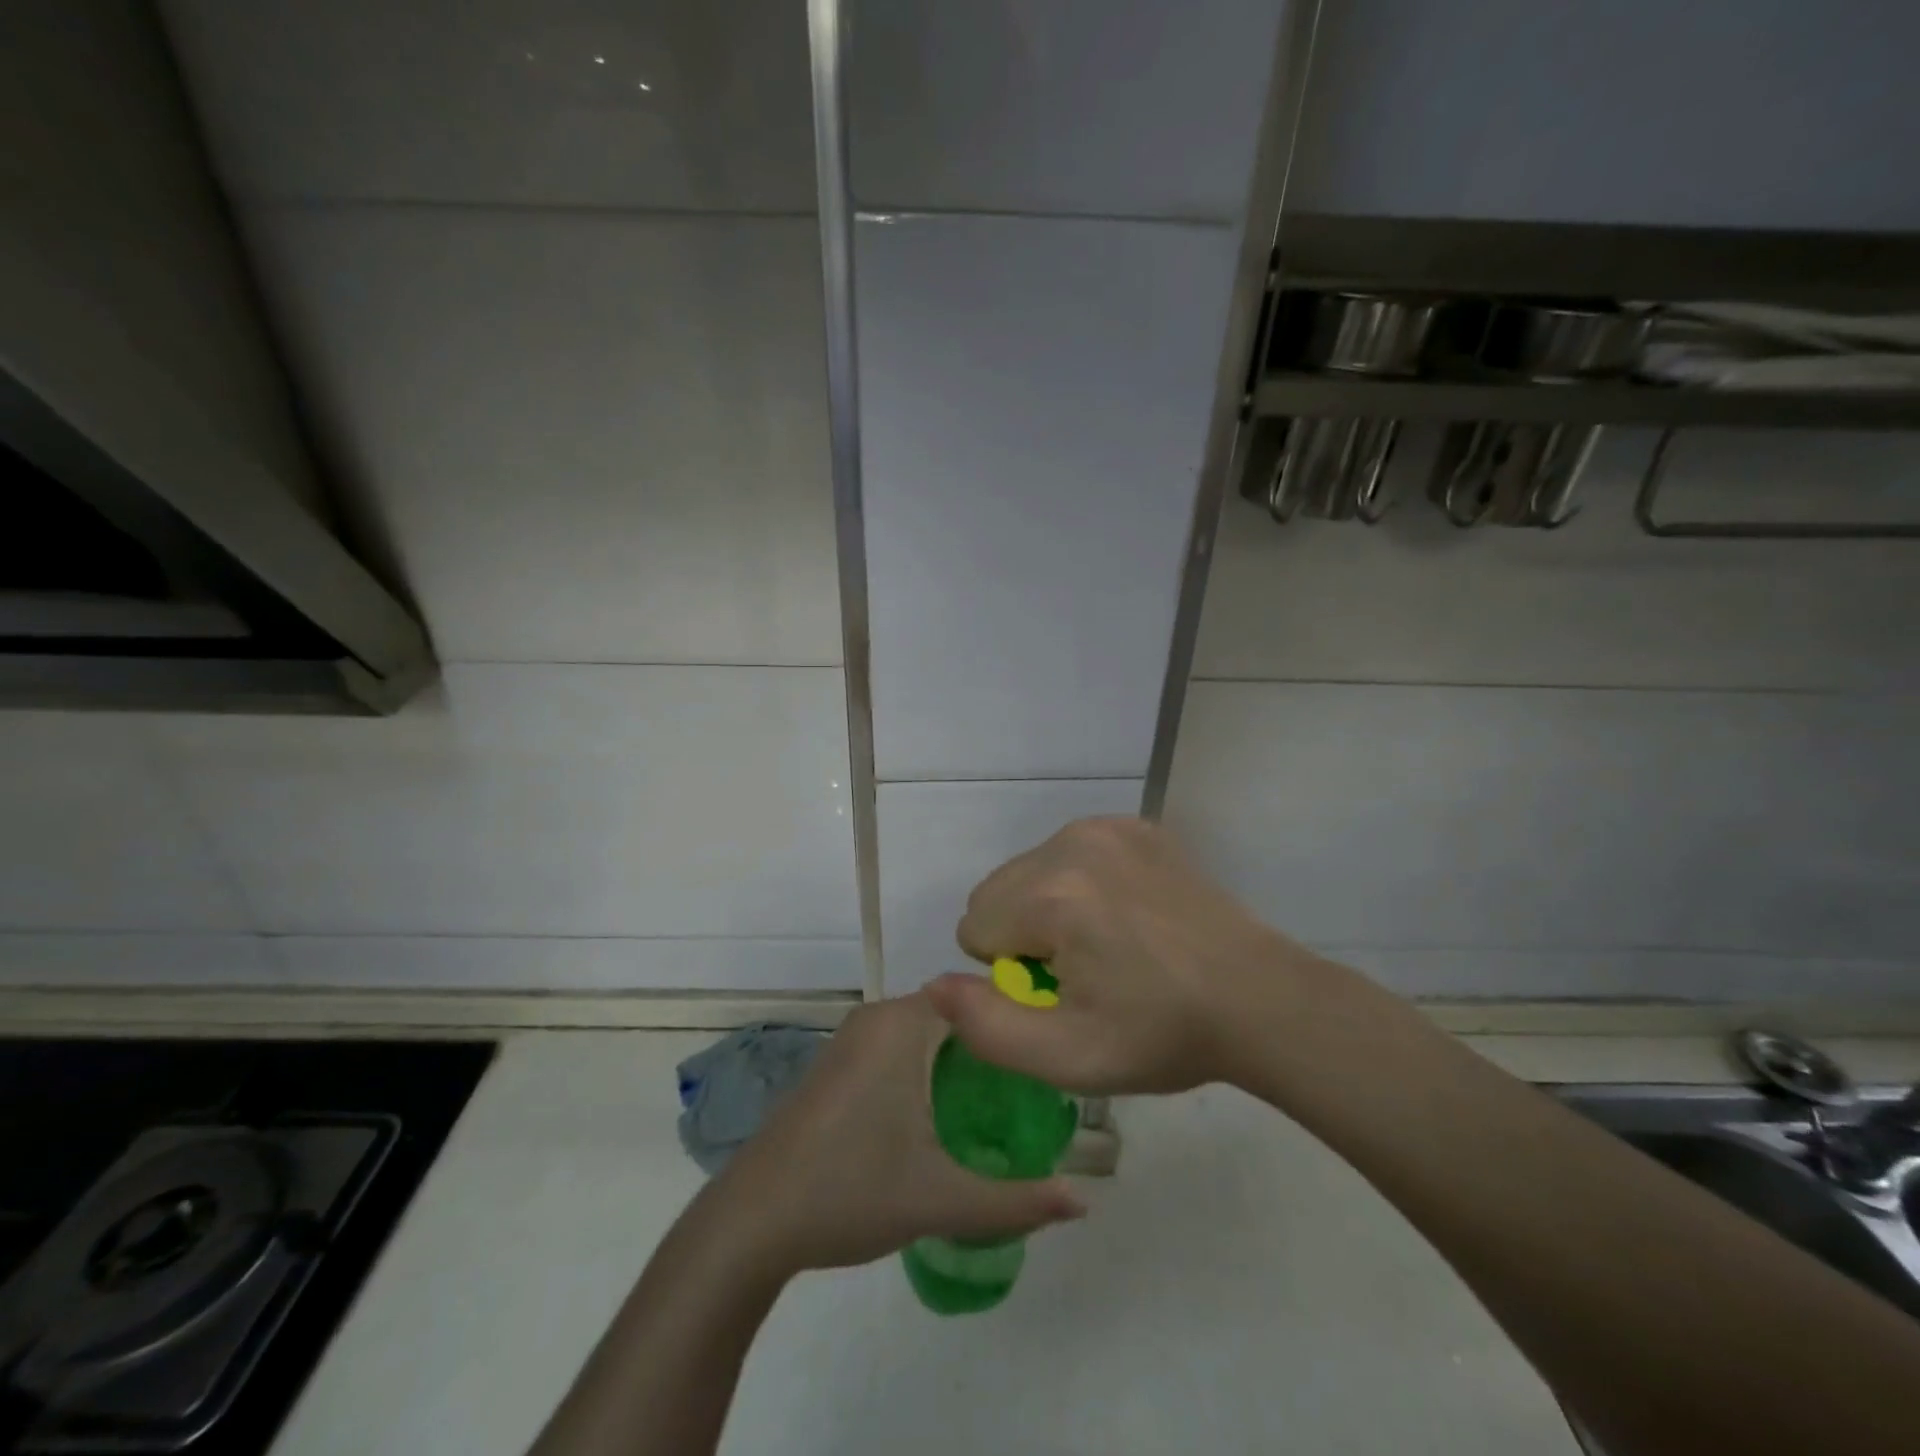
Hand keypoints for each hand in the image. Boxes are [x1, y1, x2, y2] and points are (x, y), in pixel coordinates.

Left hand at [704, 993, 1083, 1279]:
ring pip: (924, 1032)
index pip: (977, 998)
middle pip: (953, 1015)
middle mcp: (876, 1017)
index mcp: (902, 1025)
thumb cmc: (850, 1191)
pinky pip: (898, 1046)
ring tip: (1001, 1104)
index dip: (1016, 1022)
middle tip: (1034, 1091)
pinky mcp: (836, 1064)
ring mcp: (850, 1039)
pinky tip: (943, 1115)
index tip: (1050, 1057)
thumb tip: (1084, 1201)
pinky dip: (927, 1067)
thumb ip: (1017, 1200)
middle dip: (992, 1046)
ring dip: (959, 1060)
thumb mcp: (942, 1198)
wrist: (751, 1221)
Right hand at [926, 817, 1328, 1094]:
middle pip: (996, 891)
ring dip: (1046, 906)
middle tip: (1085, 970)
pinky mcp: (1134, 825)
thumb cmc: (1161, 1033)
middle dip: (1021, 933)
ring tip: (1107, 942)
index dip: (1010, 973)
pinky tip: (1126, 913)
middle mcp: (1071, 843)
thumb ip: (986, 1027)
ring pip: (1029, 869)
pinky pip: (1068, 852)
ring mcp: (1107, 827)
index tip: (1064, 991)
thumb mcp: (1068, 1057)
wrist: (1258, 998)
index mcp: (1052, 896)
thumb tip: (935, 985)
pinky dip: (1079, 881)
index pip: (974, 927)